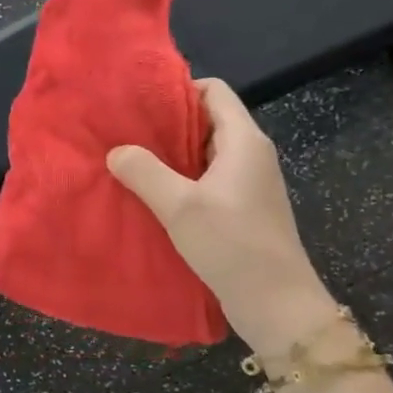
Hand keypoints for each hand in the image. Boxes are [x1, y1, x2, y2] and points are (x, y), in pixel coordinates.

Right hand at [107, 78, 335, 353]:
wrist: (276, 303)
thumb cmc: (232, 245)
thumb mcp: (180, 206)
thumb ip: (145, 172)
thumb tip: (116, 151)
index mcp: (244, 141)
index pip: (214, 91)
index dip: (178, 89)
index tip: (140, 101)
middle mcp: (250, 154)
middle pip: (208, 121)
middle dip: (168, 124)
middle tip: (126, 130)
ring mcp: (248, 184)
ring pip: (205, 154)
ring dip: (172, 155)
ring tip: (131, 160)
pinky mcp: (242, 209)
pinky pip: (208, 180)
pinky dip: (181, 180)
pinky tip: (152, 194)